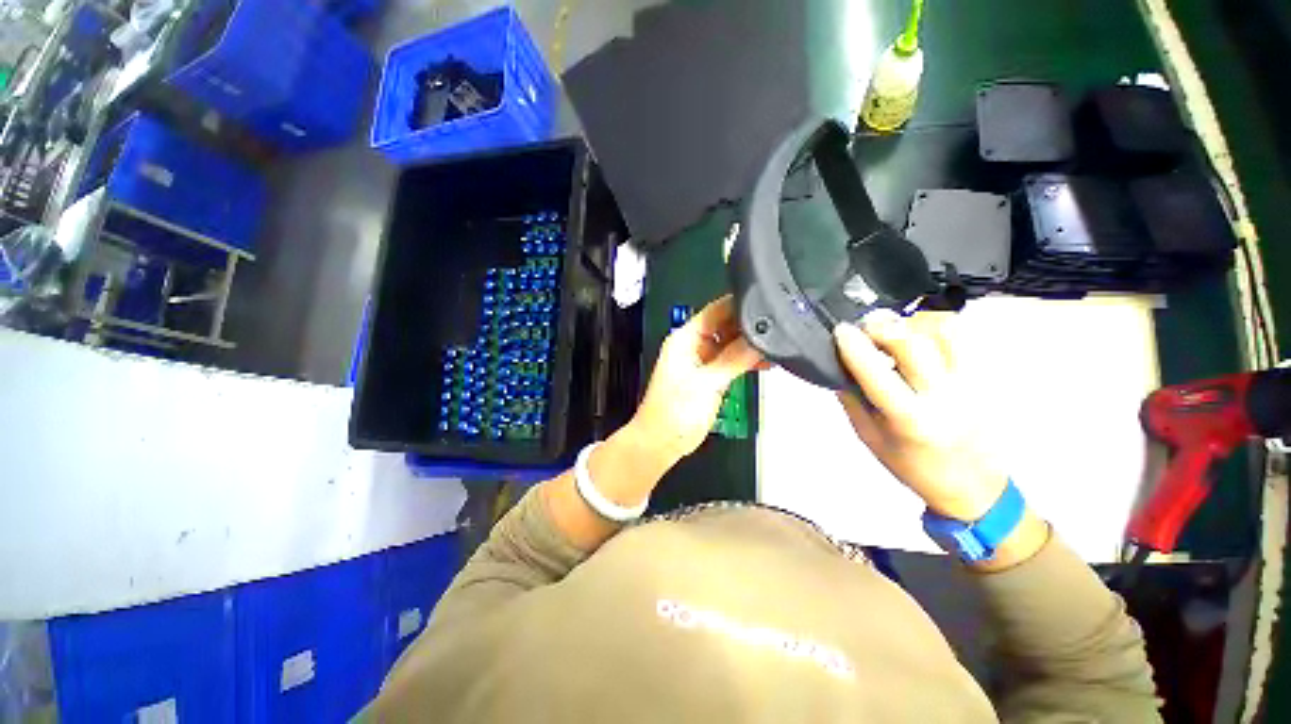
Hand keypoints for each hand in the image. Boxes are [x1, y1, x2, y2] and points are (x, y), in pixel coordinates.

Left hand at [629, 295, 762, 464]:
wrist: (662, 441)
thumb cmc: (672, 413)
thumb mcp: (706, 383)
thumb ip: (733, 360)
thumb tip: (757, 342)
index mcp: (684, 339)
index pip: (715, 310)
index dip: (738, 305)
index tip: (764, 303)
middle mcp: (693, 346)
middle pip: (725, 326)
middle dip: (748, 327)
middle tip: (775, 330)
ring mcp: (702, 362)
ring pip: (730, 344)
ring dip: (749, 345)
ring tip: (774, 347)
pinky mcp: (710, 377)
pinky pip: (731, 361)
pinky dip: (746, 361)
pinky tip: (764, 363)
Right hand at [834, 310, 1006, 521]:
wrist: (975, 487)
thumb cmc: (914, 468)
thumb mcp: (870, 439)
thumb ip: (852, 401)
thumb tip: (839, 367)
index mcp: (909, 420)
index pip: (877, 374)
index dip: (855, 348)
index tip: (840, 331)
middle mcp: (944, 397)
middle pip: (913, 343)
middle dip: (881, 327)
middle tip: (865, 327)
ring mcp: (970, 383)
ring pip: (944, 330)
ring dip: (911, 322)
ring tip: (895, 331)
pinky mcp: (984, 376)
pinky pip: (962, 335)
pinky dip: (934, 325)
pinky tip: (919, 335)